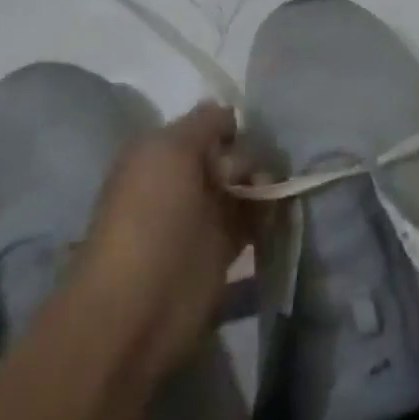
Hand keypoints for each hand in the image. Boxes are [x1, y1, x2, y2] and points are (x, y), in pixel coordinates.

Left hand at [70, 104, 257, 381]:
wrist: (140, 304)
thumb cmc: (150, 218)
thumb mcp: (169, 149)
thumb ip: (204, 122)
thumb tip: (230, 115)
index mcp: (162, 154)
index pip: (210, 124)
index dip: (232, 125)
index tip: (244, 136)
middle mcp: (184, 179)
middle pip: (235, 151)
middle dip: (251, 154)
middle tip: (250, 175)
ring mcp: (206, 214)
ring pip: (249, 182)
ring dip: (266, 181)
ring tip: (269, 194)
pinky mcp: (227, 247)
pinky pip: (259, 215)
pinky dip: (272, 209)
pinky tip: (278, 209)